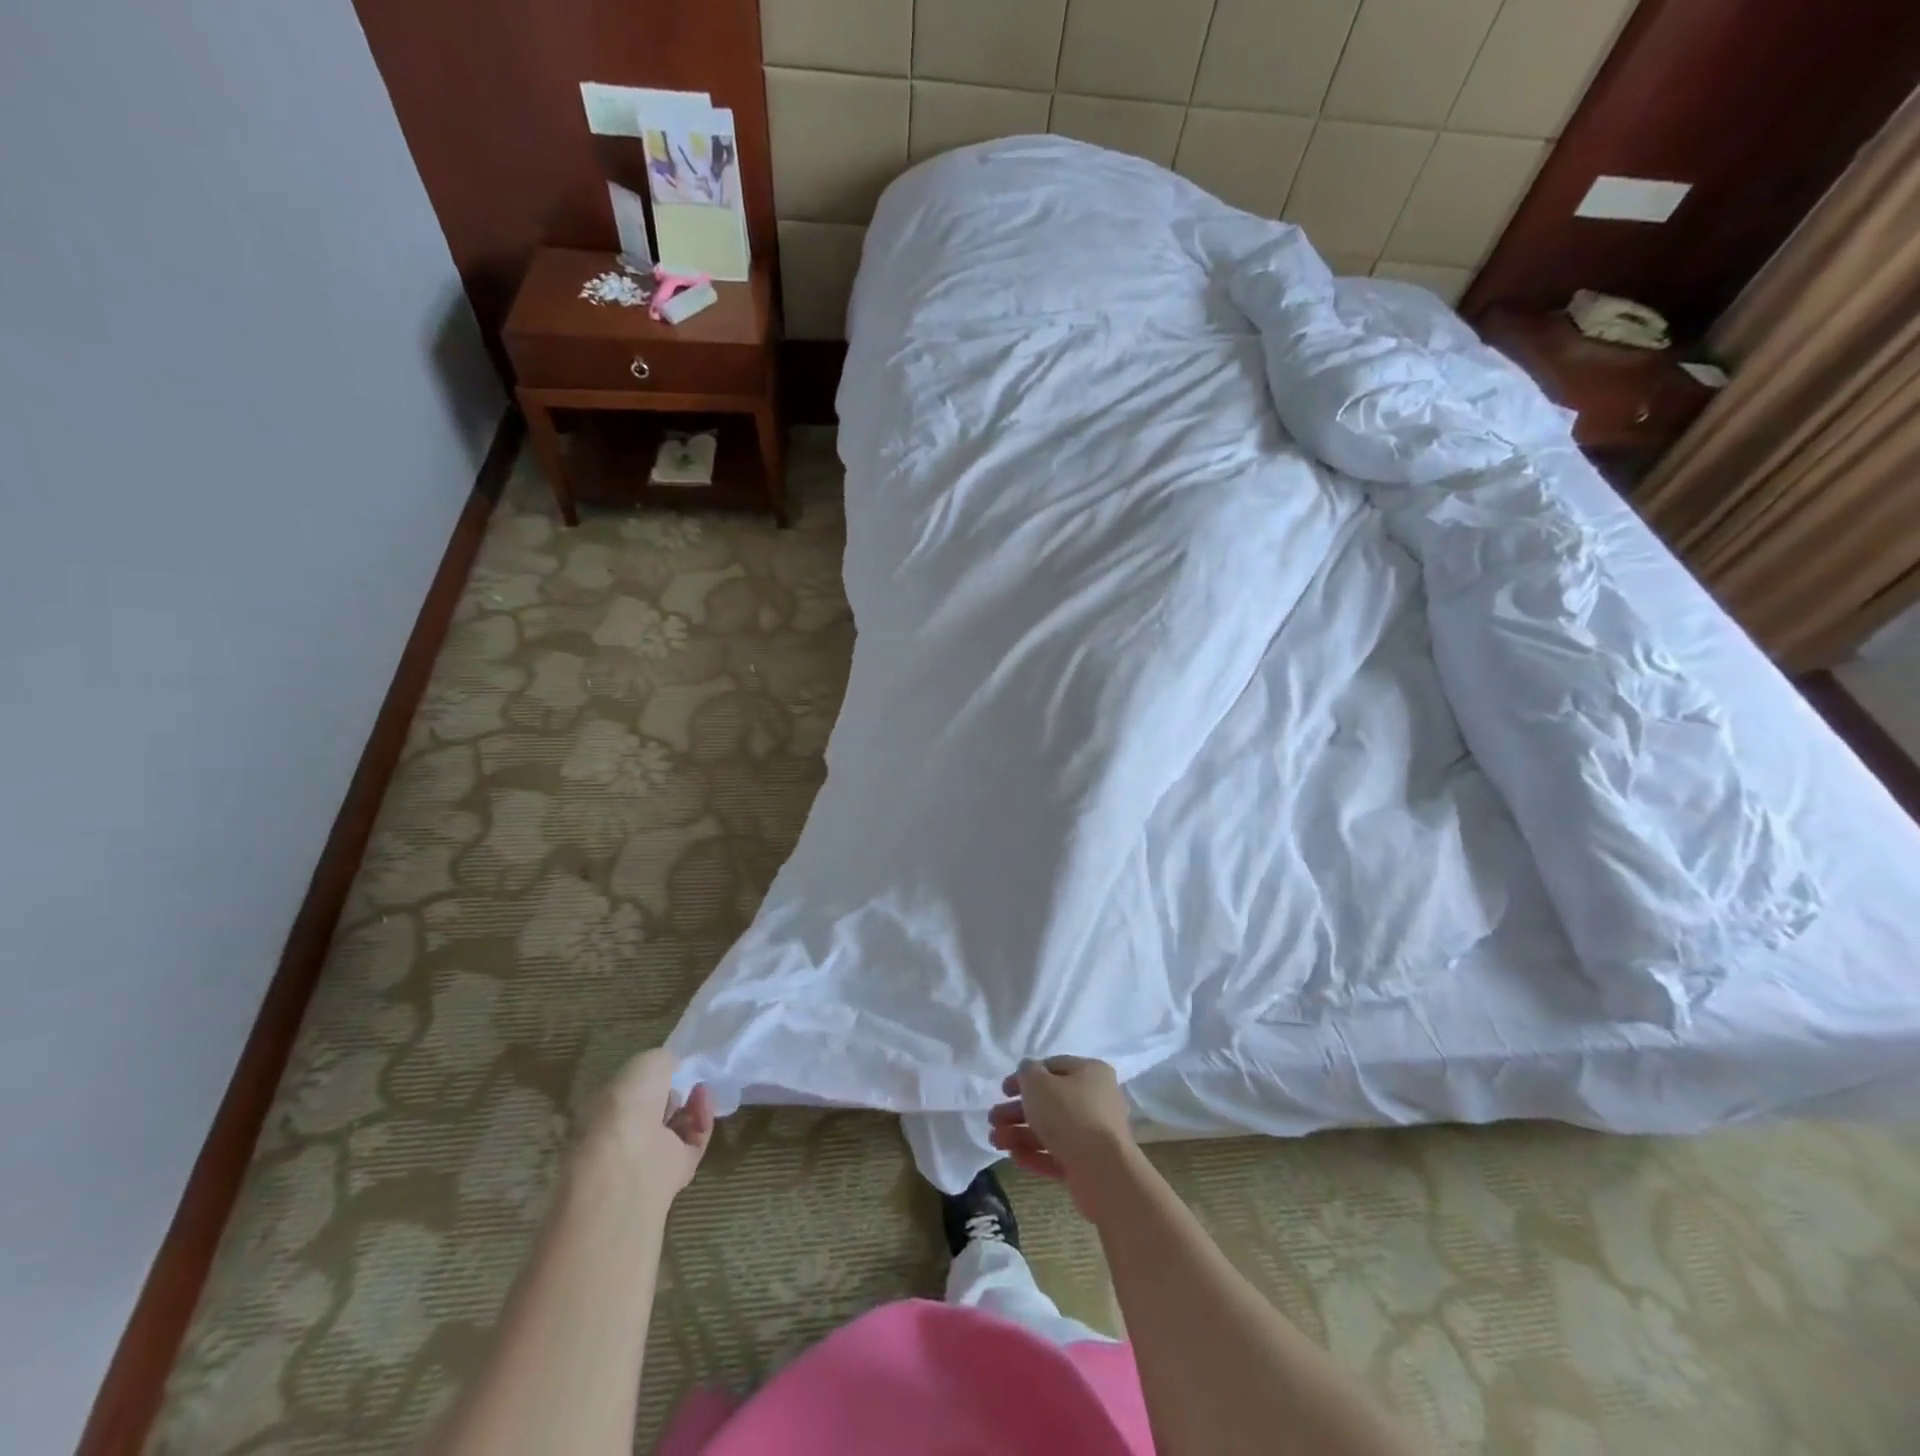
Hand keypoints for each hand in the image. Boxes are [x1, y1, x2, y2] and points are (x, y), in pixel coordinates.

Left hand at [583, 1048, 714, 1198]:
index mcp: (608, 1110)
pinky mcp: (674, 1172)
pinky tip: (706, 1103)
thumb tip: (675, 1068)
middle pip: (657, 1110)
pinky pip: (694, 1143)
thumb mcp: (647, 1062)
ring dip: (693, 1105)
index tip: (676, 1065)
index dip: (656, 1077)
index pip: (633, 1092)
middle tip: (694, 1077)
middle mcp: (626, 1133)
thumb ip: (663, 1061)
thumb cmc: (628, 1104)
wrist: (631, 1160)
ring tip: (704, 1087)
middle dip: (677, 1093)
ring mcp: (649, 1156)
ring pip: (677, 1127)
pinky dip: (703, 1122)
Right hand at [988, 1056, 1133, 1213]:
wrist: (1103, 1171)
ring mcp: (1093, 1135)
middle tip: (993, 1119)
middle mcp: (1095, 1100)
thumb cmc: (1069, 1115)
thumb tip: (1027, 1071)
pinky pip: (1057, 1155)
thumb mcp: (1039, 1084)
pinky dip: (1035, 1154)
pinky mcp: (1088, 1165)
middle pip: (1049, 1102)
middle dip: (1017, 1111)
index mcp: (1090, 1072)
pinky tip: (1014, 1157)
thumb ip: (1027, 1073)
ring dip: (1020, 1134)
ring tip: (995, 1141)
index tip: (1003, 1090)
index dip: (1025, 1077)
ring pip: (1051, 1130)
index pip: (1053, 1067)